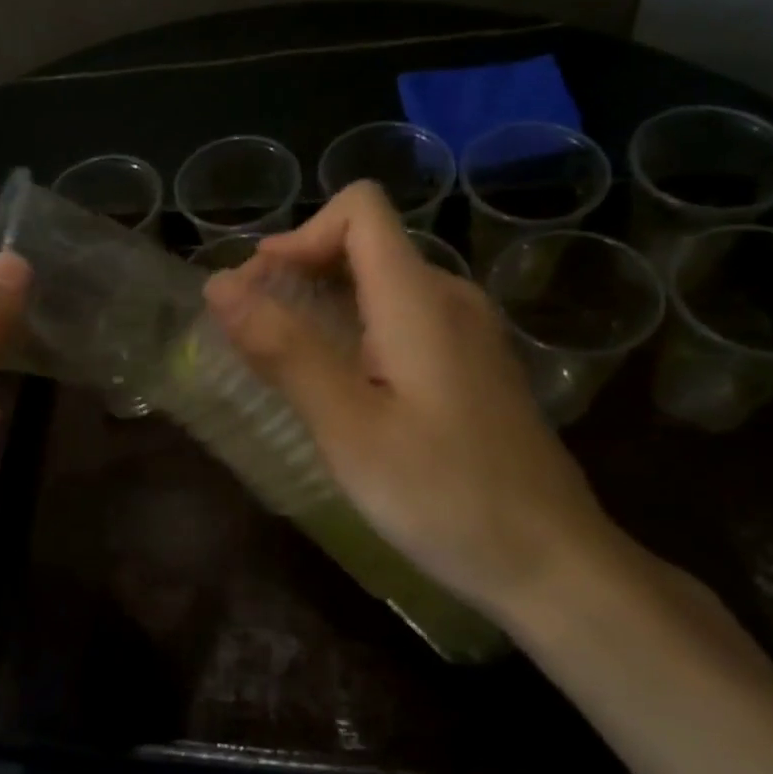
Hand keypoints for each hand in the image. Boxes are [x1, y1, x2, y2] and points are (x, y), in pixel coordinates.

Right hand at [203, 182, 620, 623]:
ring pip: (383, 281)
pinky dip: (356, 327)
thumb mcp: (348, 427)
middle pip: (367, 242)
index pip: (360, 209)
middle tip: (254, 328)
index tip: (259, 287)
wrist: (554, 564)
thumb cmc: (444, 495)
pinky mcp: (473, 365)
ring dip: (325, 300)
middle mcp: (449, 297)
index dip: (301, 233)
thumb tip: (219, 285)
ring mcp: (468, 331)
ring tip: (285, 356)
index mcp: (419, 298)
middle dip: (301, 268)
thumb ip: (284, 349)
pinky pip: (404, 317)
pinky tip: (341, 384)